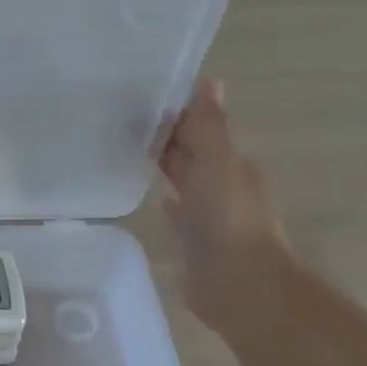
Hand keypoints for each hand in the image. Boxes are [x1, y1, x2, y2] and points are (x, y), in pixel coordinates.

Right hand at [157, 78, 289, 327]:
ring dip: (168, 170)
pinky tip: (155, 200)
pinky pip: (179, 215)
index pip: (202, 132)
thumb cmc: (228, 218)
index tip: (144, 101)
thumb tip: (211, 81)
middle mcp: (224, 187)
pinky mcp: (195, 242)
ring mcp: (210, 216)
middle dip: (170, 141)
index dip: (178, 117)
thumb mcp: (218, 162)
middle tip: (128, 122)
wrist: (238, 284)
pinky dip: (169, 203)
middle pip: (193, 156)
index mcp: (233, 166)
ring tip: (133, 154)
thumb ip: (210, 126)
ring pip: (185, 183)